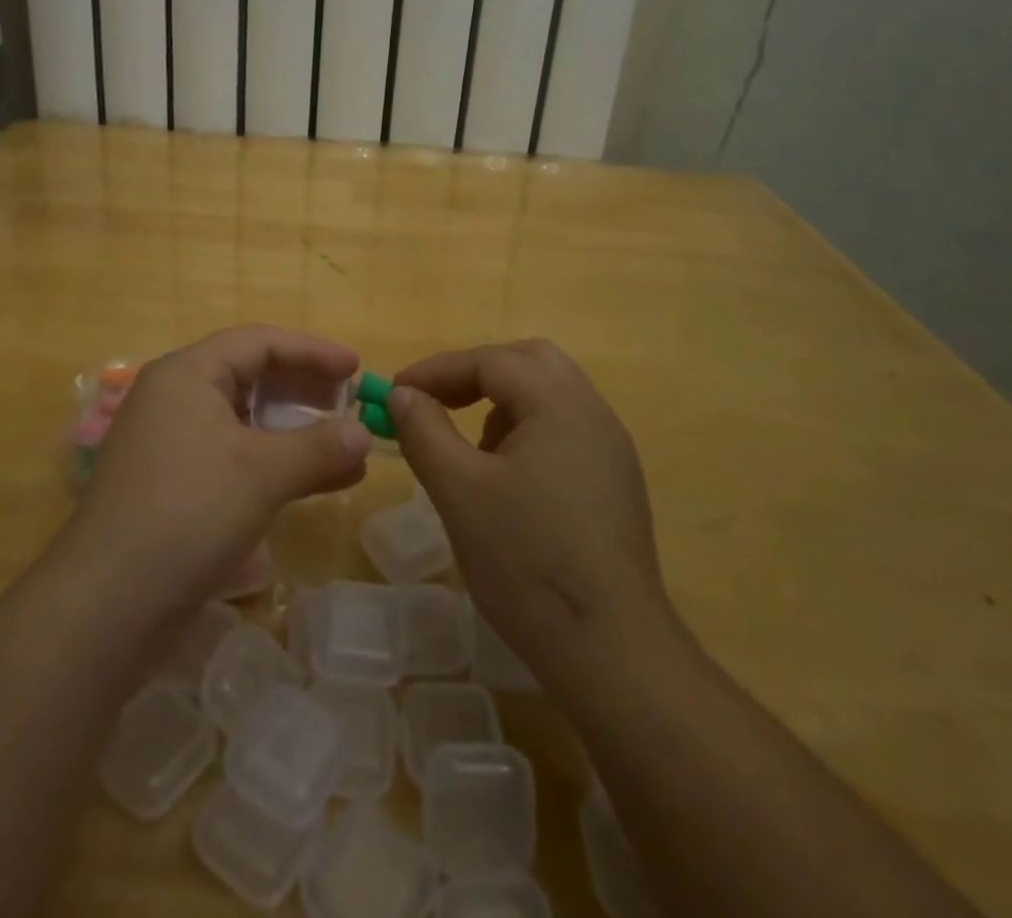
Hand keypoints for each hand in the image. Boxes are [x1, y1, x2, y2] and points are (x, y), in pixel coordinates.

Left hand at [59, 326, 371, 618]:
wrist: (106, 606)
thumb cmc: (187, 513)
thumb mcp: (262, 473)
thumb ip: (319, 448)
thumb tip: (364, 435)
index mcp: (187, 375)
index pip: (258, 343)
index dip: (311, 351)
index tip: (356, 368)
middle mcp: (176, 399)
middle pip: (251, 377)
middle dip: (305, 389)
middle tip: (351, 403)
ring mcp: (173, 445)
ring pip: (246, 421)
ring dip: (297, 431)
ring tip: (346, 445)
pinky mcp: (176, 487)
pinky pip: (236, 457)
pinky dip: (276, 463)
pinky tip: (317, 482)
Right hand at [392, 340, 677, 690]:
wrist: (612, 650)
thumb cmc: (526, 562)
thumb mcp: (458, 491)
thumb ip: (424, 431)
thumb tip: (402, 394)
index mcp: (559, 404)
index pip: (491, 361)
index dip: (437, 370)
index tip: (396, 392)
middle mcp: (593, 413)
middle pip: (530, 362)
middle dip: (477, 374)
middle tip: (438, 402)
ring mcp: (611, 449)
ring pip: (551, 394)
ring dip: (503, 401)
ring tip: (470, 447)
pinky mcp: (615, 482)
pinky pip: (565, 429)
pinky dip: (527, 430)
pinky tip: (506, 479)